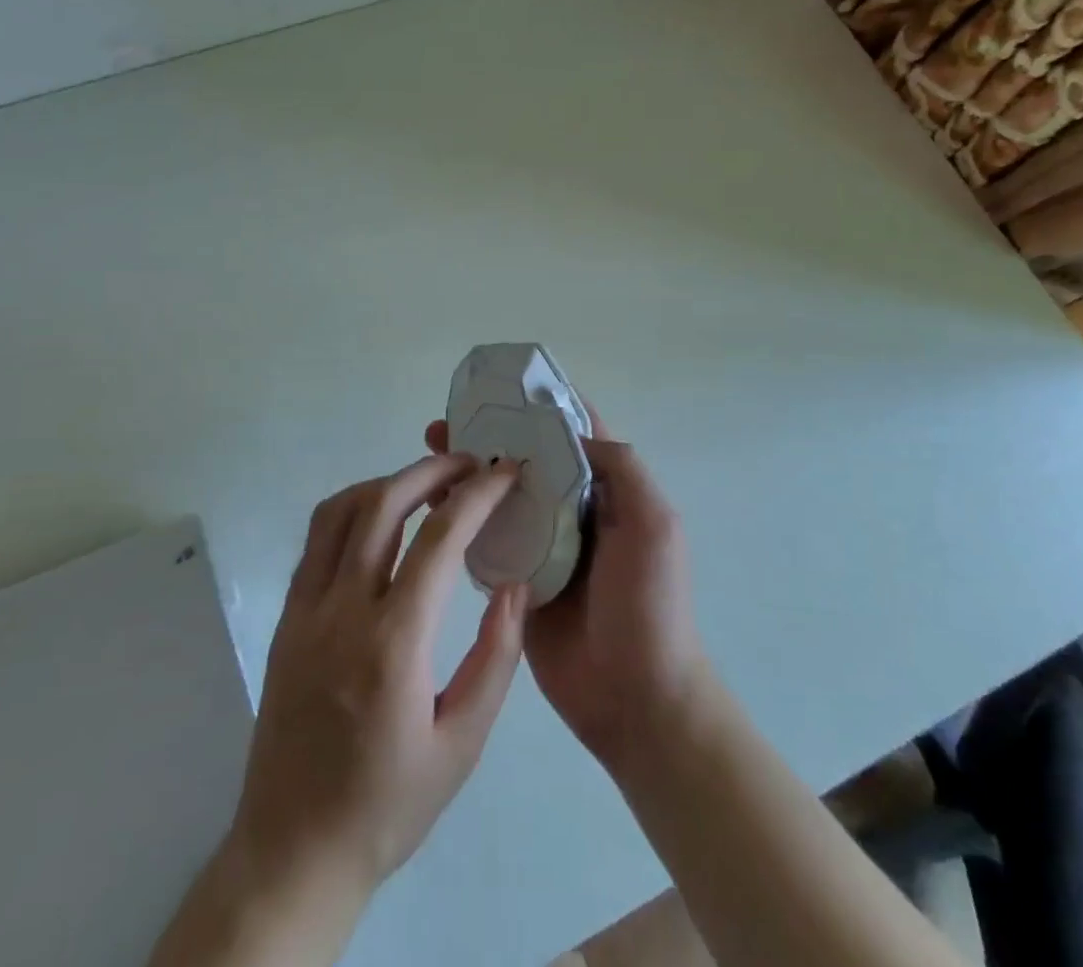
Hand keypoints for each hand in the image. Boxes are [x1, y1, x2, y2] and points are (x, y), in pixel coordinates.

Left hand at [228, 455, 529, 905]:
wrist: (294, 850)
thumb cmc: (388, 804)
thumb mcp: (462, 744)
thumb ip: (496, 657)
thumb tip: (515, 585)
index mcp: (393, 643)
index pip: (439, 538)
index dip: (477, 495)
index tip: (505, 473)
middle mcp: (342, 610)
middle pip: (383, 504)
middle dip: (431, 470)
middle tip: (469, 463)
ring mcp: (305, 609)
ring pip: (340, 510)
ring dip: (388, 482)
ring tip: (427, 484)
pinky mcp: (285, 617)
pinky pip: (316, 539)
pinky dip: (353, 509)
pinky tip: (380, 520)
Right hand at [422, 412, 710, 776]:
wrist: (636, 698)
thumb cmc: (650, 604)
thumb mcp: (655, 524)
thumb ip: (621, 468)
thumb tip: (568, 432)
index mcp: (608, 491)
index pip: (576, 432)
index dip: (545, 404)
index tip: (504, 384)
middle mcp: (571, 509)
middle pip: (528, 459)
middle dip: (494, 434)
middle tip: (450, 420)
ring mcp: (540, 545)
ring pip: (500, 495)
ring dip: (470, 471)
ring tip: (430, 448)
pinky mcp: (514, 579)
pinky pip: (484, 539)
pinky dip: (459, 517)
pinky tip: (428, 502)